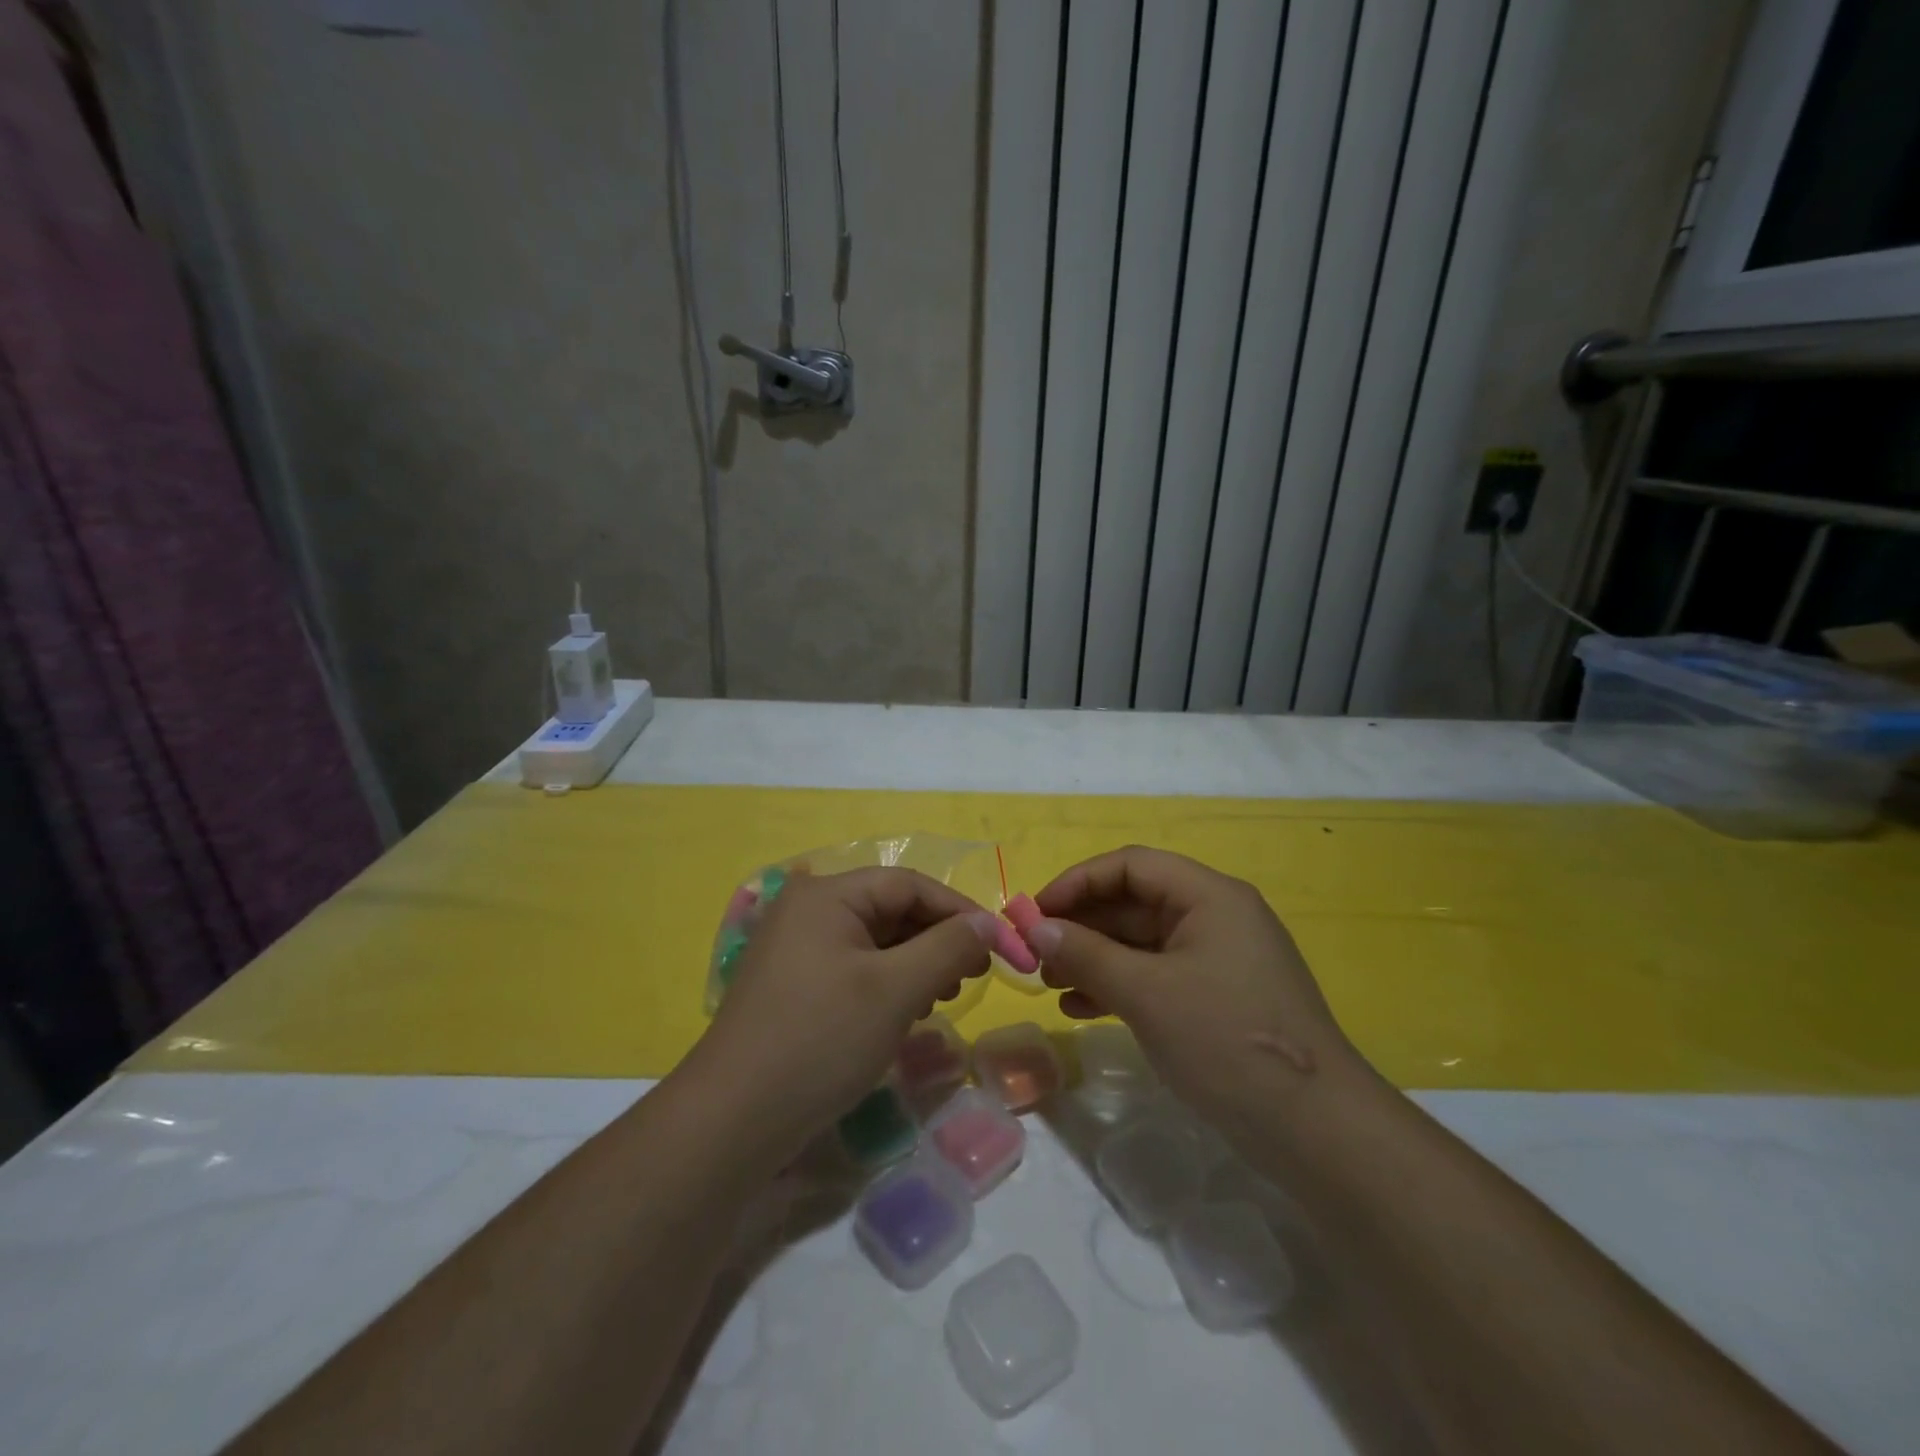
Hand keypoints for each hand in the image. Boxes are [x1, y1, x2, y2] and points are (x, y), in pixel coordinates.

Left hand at [690, 868, 998, 1159]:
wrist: (733, 1120)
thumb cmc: (821, 1040)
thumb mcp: (896, 989)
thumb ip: (949, 947)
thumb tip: (989, 922)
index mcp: (826, 894)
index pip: (909, 884)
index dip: (959, 911)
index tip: (999, 946)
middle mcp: (807, 909)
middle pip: (890, 909)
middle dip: (937, 940)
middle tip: (972, 978)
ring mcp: (796, 948)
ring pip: (875, 941)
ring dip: (916, 963)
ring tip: (941, 998)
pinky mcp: (793, 984)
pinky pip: (854, 967)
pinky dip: (887, 983)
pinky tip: (905, 1013)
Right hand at [1025, 846, 1367, 1142]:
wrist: (1317, 1131)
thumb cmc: (1227, 1041)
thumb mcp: (1147, 993)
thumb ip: (1086, 955)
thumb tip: (1035, 929)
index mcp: (1210, 896)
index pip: (1131, 866)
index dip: (1078, 882)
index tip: (1035, 914)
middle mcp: (1216, 917)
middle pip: (1135, 903)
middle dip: (1082, 926)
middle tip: (1036, 955)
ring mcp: (1218, 960)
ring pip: (1142, 943)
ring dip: (1094, 958)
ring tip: (1050, 985)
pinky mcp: (1217, 999)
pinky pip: (1157, 976)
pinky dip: (1119, 986)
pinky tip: (1082, 1009)